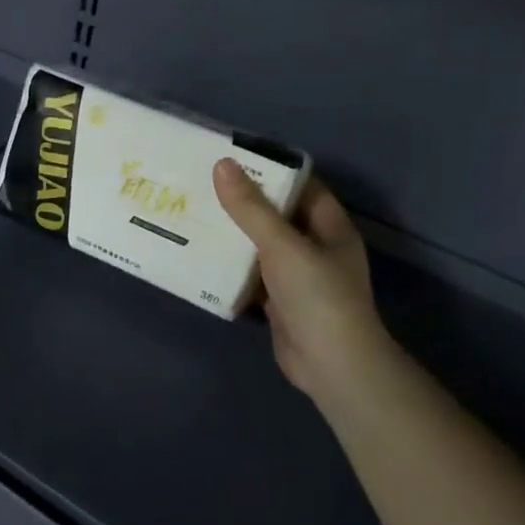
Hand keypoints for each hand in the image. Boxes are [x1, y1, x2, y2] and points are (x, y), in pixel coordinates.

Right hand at [214, 159, 388, 408]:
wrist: (331, 364)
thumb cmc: (316, 296)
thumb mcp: (283, 246)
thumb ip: (251, 208)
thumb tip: (223, 165)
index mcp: (329, 226)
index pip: (301, 185)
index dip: (270, 170)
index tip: (231, 159)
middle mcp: (315, 247)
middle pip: (276, 215)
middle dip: (242, 203)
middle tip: (201, 186)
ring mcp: (298, 277)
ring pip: (261, 247)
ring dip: (232, 236)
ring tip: (193, 216)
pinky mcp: (279, 302)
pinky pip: (251, 276)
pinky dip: (230, 268)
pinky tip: (200, 258)